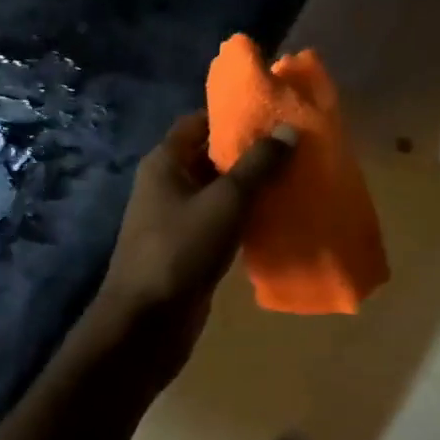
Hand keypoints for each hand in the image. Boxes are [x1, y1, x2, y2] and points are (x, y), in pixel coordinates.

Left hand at [91, 112, 296, 379]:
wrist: (146, 324)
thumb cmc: (181, 250)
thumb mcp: (226, 202)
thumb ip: (258, 165)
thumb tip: (288, 128)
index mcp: (165, 162)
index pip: (199, 122)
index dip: (233, 115)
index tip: (272, 114)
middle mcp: (167, 183)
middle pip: (211, 155)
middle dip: (249, 151)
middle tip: (292, 146)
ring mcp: (176, 216)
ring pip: (218, 190)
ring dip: (250, 185)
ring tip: (293, 177)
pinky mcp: (188, 246)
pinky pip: (220, 219)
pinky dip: (244, 215)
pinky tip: (276, 217)